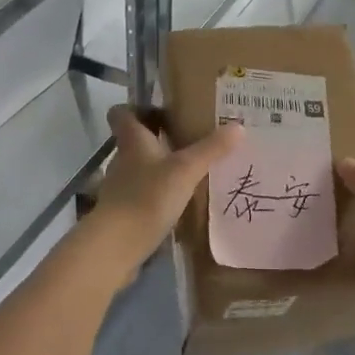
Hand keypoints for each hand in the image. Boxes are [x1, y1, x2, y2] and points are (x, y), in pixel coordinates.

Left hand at [81, 107, 241, 286]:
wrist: (116, 246)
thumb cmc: (147, 197)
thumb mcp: (185, 170)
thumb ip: (210, 149)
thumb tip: (238, 125)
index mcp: (132, 141)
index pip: (122, 113)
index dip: (136, 108)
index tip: (160, 110)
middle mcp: (122, 160)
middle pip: (134, 141)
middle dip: (158, 138)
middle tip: (190, 139)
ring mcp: (119, 188)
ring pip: (140, 169)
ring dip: (160, 168)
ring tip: (189, 172)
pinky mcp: (123, 214)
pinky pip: (142, 195)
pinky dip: (157, 195)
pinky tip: (179, 203)